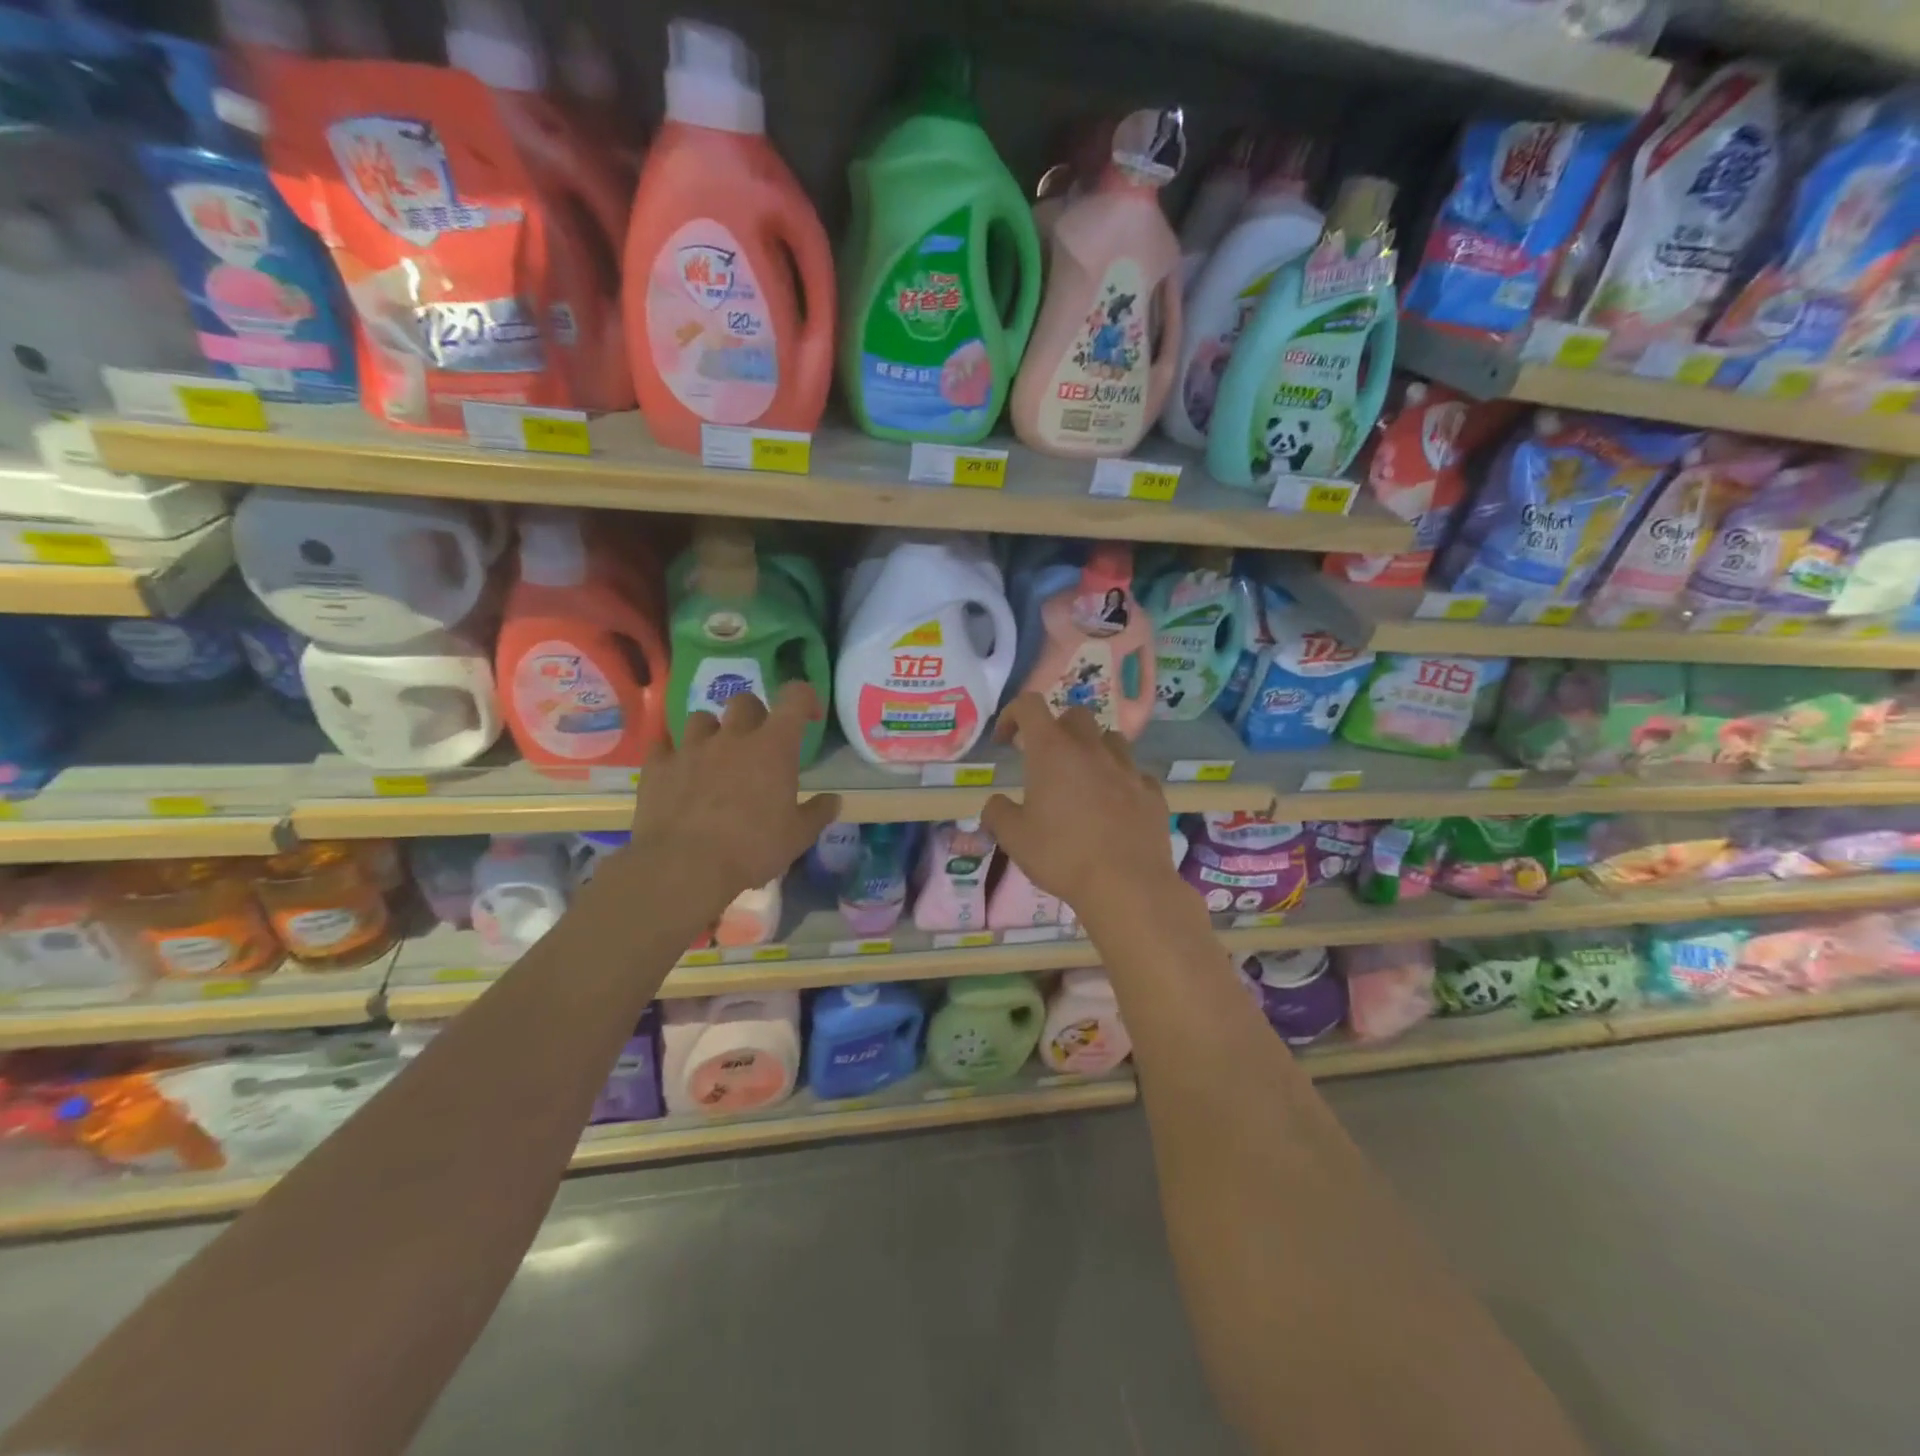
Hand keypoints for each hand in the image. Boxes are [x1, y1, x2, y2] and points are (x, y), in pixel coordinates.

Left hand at [618, 683, 840, 912]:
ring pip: (701, 718)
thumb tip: (834, 800)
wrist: (684, 867)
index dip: (806, 699)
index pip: (795, 698)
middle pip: (745, 701)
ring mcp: (691, 748)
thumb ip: (818, 813)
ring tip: (715, 755)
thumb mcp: (798, 837)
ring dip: (712, 731)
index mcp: (773, 747)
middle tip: (759, 743)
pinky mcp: (658, 767)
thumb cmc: (752, 848)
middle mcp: (732, 737)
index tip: (810, 717)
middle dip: (755, 715)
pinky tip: (677, 768)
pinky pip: (662, 744)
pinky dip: (672, 751)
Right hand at [981, 694, 1179, 918]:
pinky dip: (1120, 781)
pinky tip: (1114, 806)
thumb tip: (995, 804)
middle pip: (1074, 716)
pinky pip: (1134, 774)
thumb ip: (997, 813)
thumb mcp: (1013, 838)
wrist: (1126, 884)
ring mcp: (1127, 768)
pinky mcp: (1152, 792)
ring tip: (1083, 779)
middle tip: (1046, 761)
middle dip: (1056, 730)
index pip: (1029, 706)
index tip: (1005, 741)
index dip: (1013, 714)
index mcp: (1052, 751)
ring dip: (1093, 750)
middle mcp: (1091, 749)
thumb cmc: (1061, 855)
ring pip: (1110, 739)